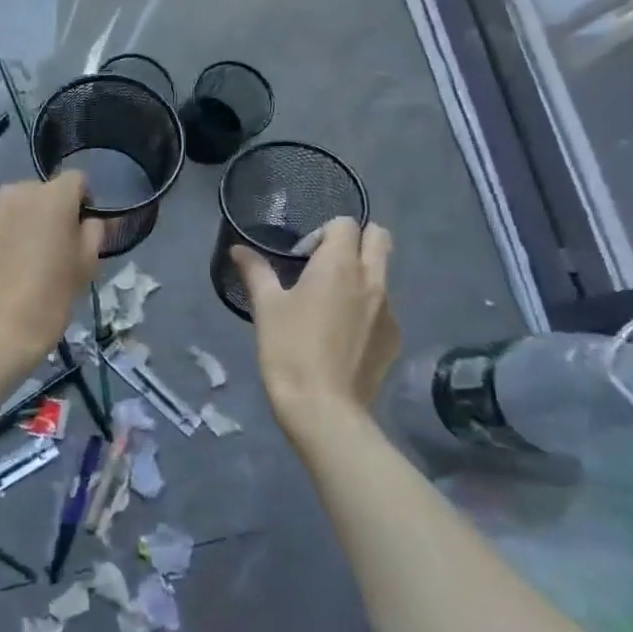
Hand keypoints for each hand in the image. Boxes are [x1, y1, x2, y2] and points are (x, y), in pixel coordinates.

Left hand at [0, 173, 102, 374]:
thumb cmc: (48, 299)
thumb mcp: (86, 266)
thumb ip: (94, 232)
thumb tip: (89, 220)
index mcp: (51, 195)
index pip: (77, 180)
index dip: (84, 202)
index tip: (82, 231)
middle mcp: (15, 191)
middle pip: (42, 192)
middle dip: (51, 212)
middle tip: (54, 248)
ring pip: (15, 207)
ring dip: (23, 222)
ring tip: (25, 259)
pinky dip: (1, 235)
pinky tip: (2, 267)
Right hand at [232, 218, 401, 431]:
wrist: (323, 408)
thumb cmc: (289, 349)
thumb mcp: (266, 307)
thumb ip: (255, 271)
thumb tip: (238, 249)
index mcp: (339, 265)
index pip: (346, 223)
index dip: (324, 233)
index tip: (303, 257)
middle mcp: (372, 279)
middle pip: (380, 238)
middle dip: (357, 240)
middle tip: (327, 265)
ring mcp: (390, 310)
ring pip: (383, 274)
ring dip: (362, 276)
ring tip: (332, 305)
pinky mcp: (394, 338)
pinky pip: (385, 308)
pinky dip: (368, 309)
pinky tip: (344, 336)